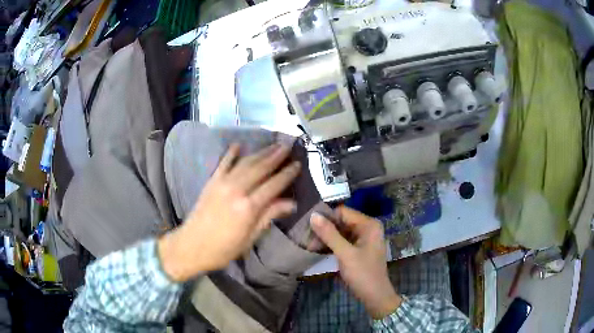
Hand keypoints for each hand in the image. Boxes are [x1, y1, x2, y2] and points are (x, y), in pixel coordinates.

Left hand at [159, 143, 300, 281]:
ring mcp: (222, 183)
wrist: (191, 246)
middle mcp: (236, 190)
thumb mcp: (250, 238)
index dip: (287, 174)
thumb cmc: (224, 248)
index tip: (298, 164)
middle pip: (260, 168)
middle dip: (276, 156)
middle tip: (288, 146)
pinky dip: (231, 153)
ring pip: (245, 163)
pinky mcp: (211, 182)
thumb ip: (269, 216)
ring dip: (260, 152)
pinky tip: (238, 144)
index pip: (273, 185)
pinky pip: (223, 163)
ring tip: (273, 145)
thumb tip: (291, 203)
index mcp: (248, 207)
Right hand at [311, 207, 401, 318]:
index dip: (326, 217)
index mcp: (369, 224)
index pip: (343, 212)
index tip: (308, 225)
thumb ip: (329, 234)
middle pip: (341, 221)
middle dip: (324, 228)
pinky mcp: (358, 248)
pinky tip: (318, 248)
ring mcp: (363, 238)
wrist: (375, 296)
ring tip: (309, 244)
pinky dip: (331, 244)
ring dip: (326, 237)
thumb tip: (313, 215)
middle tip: (306, 237)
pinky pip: (343, 240)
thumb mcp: (345, 254)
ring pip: (340, 231)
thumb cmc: (363, 274)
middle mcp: (367, 227)